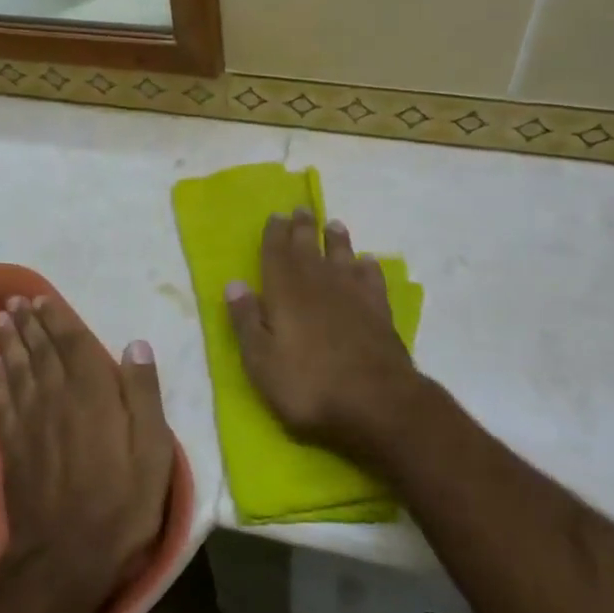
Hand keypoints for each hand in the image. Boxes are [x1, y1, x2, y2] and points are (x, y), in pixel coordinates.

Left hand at [0, 296, 174, 612]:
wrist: (65, 558)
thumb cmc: (121, 503)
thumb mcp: (152, 451)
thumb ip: (144, 395)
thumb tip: (137, 345)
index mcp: (93, 393)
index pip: (73, 344)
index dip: (58, 319)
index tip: (43, 299)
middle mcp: (56, 397)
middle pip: (40, 351)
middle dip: (28, 323)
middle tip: (14, 301)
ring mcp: (29, 423)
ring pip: (17, 370)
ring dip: (8, 342)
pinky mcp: (11, 448)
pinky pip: (0, 402)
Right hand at [226, 209, 422, 459]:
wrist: (377, 403)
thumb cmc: (308, 385)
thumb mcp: (261, 361)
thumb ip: (246, 320)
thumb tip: (233, 284)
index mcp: (285, 291)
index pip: (276, 253)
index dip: (275, 234)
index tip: (276, 216)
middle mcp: (318, 283)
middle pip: (308, 247)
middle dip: (303, 228)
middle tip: (302, 209)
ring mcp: (353, 295)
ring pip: (342, 256)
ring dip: (336, 239)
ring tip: (334, 225)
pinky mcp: (379, 311)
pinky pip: (372, 278)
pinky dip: (368, 267)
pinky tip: (367, 262)